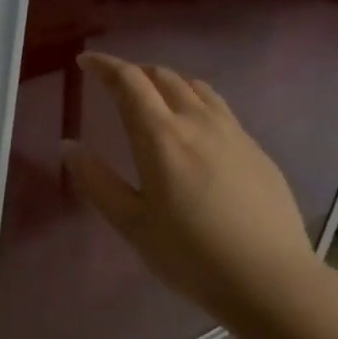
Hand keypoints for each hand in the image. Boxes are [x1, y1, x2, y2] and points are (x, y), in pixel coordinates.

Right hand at [63, 52, 321, 335]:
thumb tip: (69, 146)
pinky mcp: (255, 148)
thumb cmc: (190, 256)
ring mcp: (233, 132)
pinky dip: (194, 100)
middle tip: (113, 83)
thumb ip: (97, 181)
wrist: (268, 277)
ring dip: (166, 82)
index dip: (104, 66)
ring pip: (195, 88)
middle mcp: (198, 122)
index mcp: (161, 137)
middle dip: (134, 72)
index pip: (129, 82)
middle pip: (163, 77)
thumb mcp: (132, 224)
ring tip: (152, 96)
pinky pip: (218, 107)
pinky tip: (193, 126)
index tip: (85, 61)